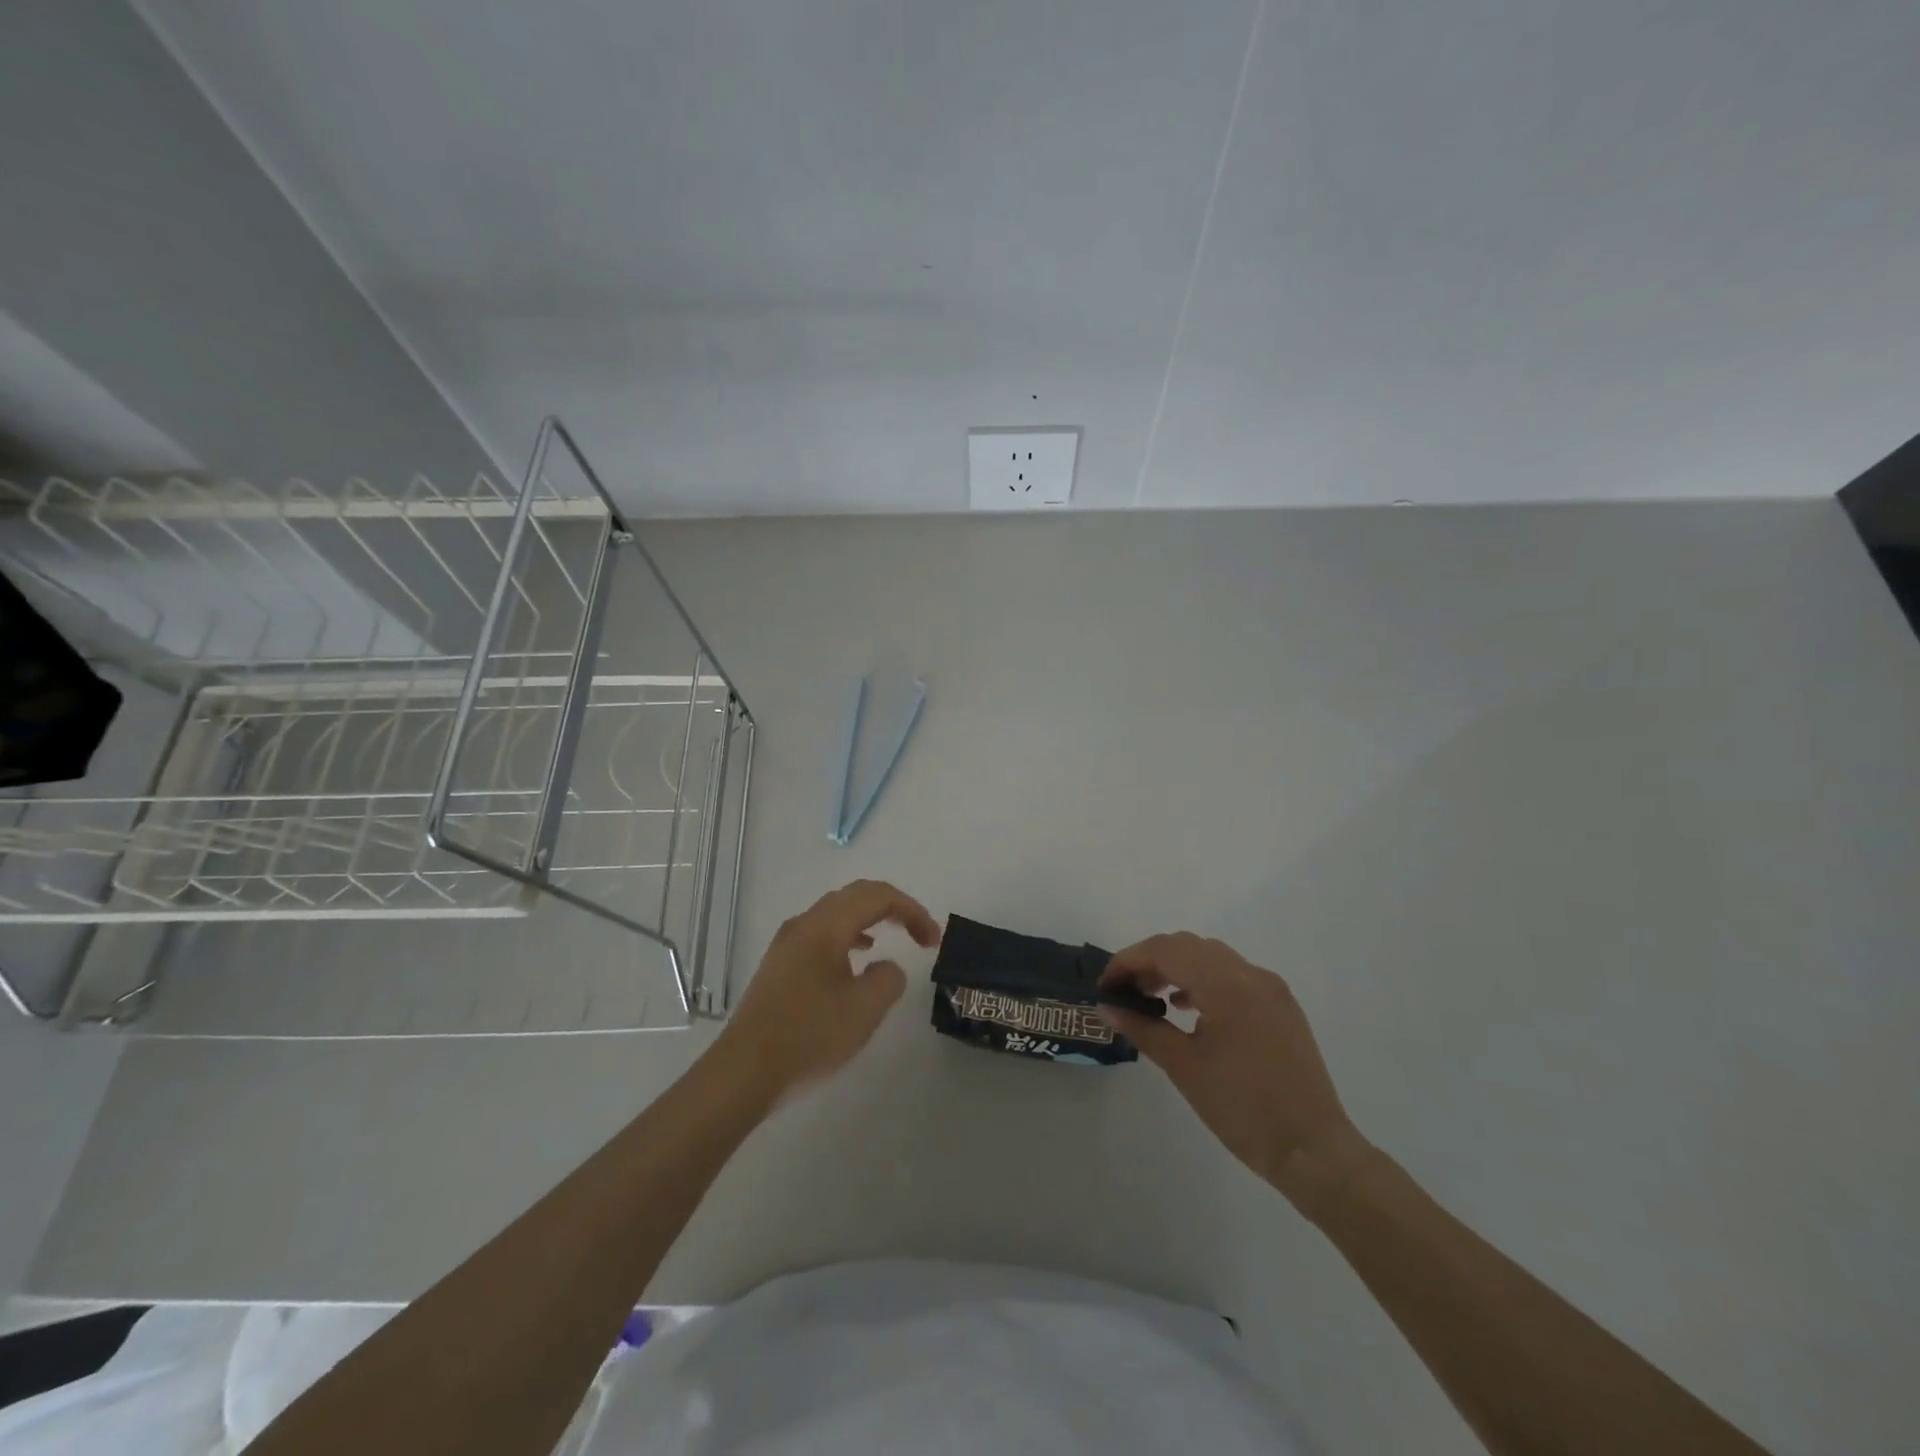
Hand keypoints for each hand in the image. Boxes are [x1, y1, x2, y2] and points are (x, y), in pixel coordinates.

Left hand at [714, 880, 940, 1097]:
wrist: (744, 1072)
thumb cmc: (808, 1036)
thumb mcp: (864, 1010)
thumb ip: (888, 979)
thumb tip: (886, 968)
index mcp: (825, 926)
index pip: (878, 896)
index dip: (912, 910)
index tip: (933, 940)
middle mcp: (804, 924)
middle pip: (856, 896)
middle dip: (893, 908)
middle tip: (920, 934)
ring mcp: (788, 943)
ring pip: (837, 913)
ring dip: (871, 920)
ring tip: (894, 940)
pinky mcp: (780, 965)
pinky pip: (823, 933)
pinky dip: (850, 936)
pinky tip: (857, 960)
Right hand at [1100, 933, 1370, 1211]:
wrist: (1313, 1150)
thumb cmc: (1242, 1109)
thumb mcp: (1184, 1067)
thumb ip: (1143, 1029)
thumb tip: (1107, 1007)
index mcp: (1227, 985)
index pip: (1166, 951)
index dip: (1128, 961)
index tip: (1105, 986)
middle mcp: (1250, 974)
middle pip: (1188, 946)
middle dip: (1150, 961)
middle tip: (1124, 991)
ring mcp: (1270, 988)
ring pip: (1211, 957)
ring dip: (1177, 967)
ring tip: (1151, 998)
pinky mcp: (1280, 1005)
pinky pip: (1233, 975)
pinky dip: (1203, 980)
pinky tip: (1188, 1008)